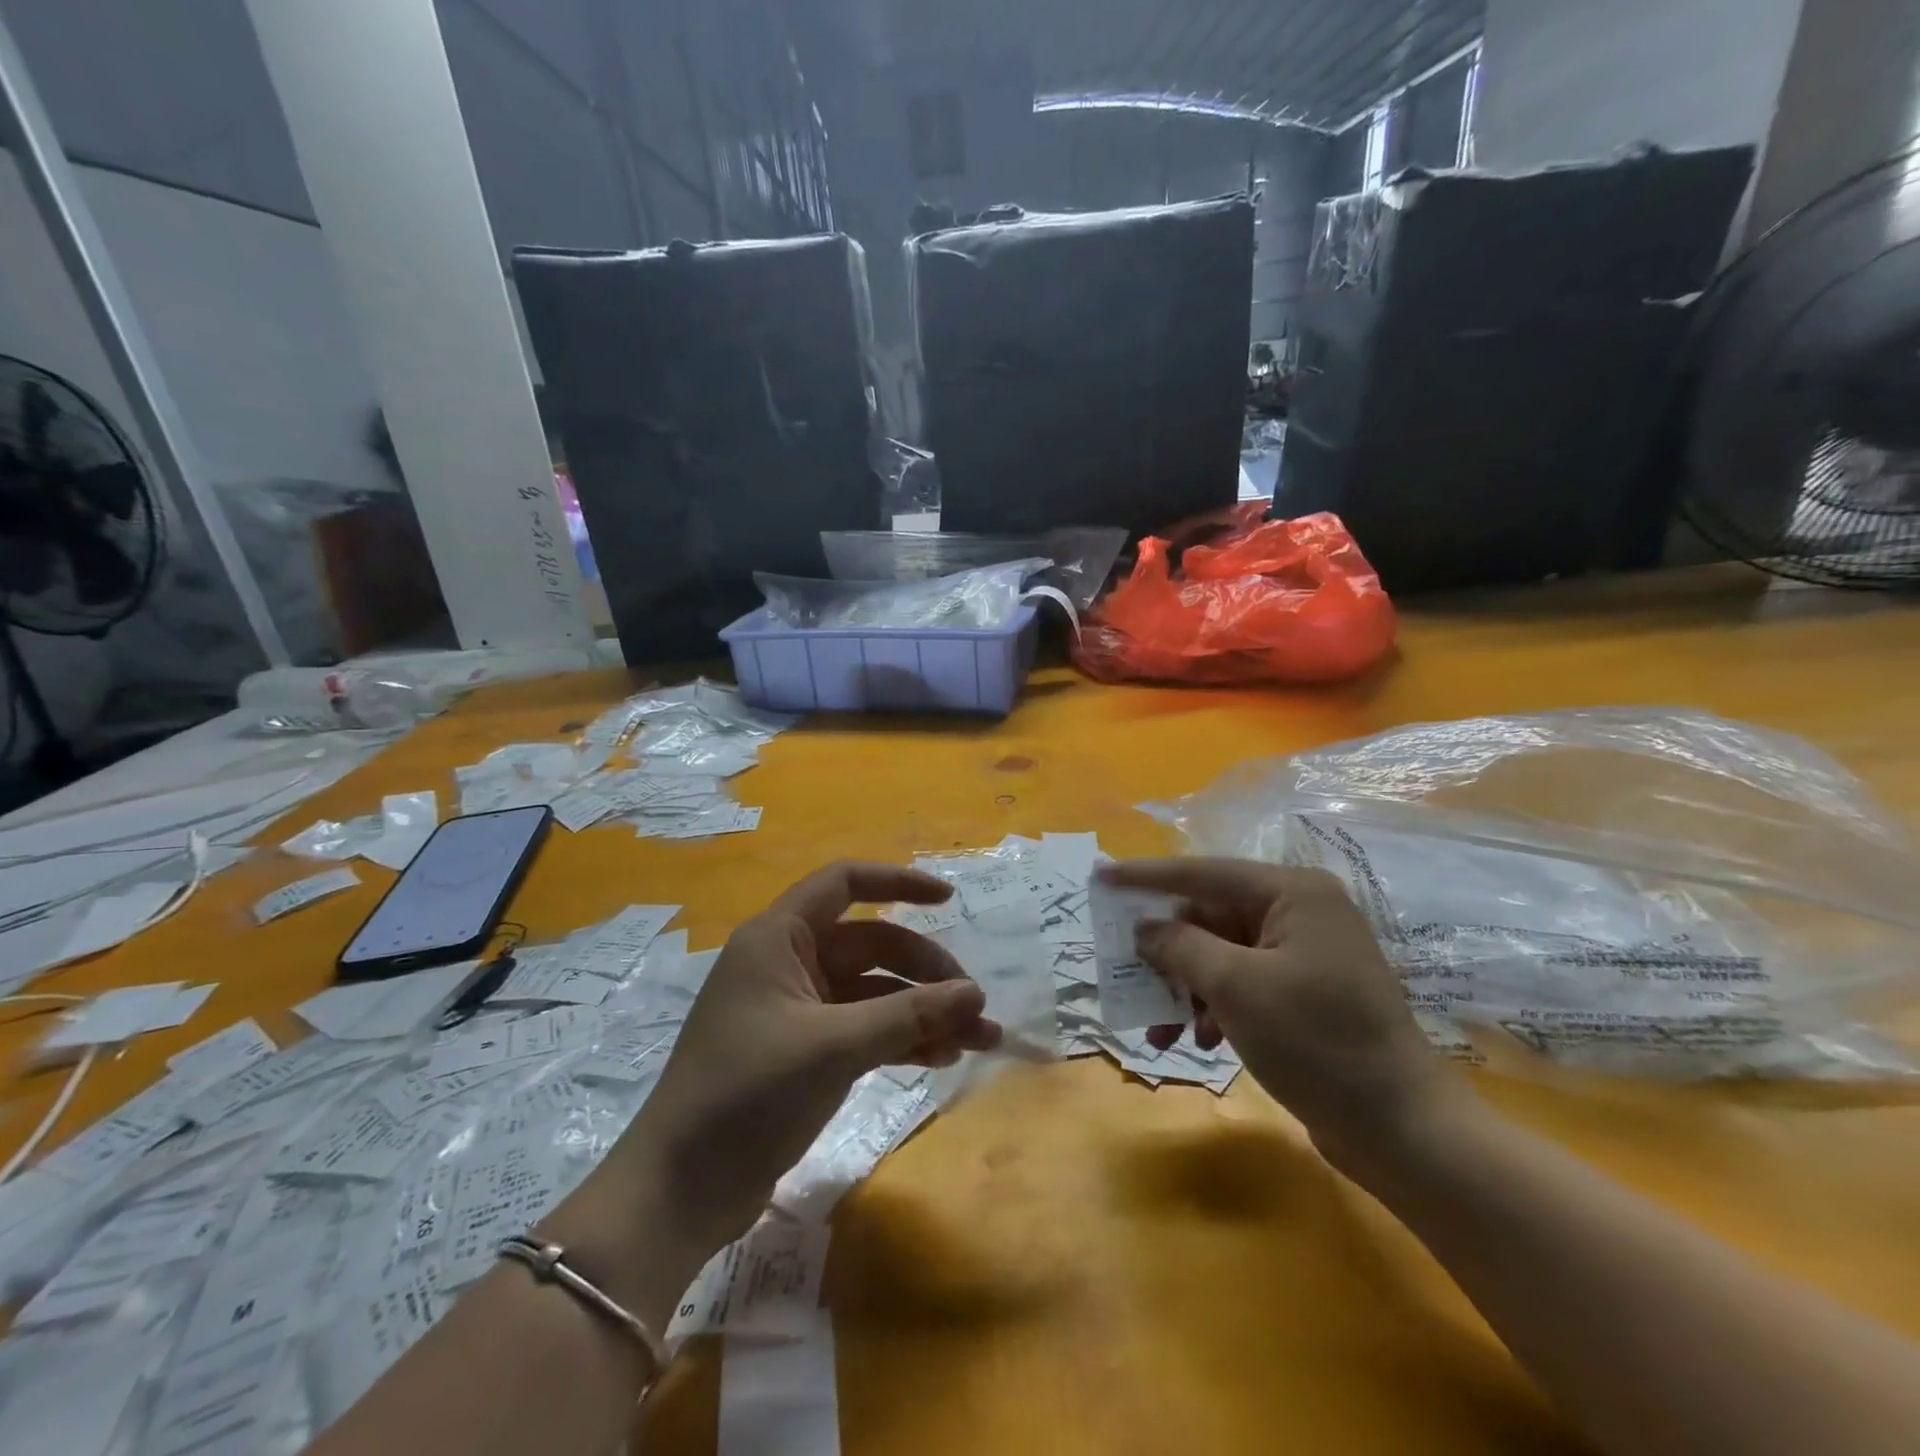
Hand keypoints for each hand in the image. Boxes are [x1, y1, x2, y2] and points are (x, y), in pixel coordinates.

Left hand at [608, 862, 1002, 1255]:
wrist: (678, 1192)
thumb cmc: (747, 1095)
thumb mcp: (834, 1047)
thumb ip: (908, 1015)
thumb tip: (975, 994)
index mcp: (778, 939)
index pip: (843, 884)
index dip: (898, 882)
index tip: (949, 898)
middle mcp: (787, 964)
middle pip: (871, 944)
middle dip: (925, 971)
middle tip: (974, 1005)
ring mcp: (796, 1011)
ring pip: (873, 992)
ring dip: (922, 1012)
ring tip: (977, 1040)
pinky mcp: (802, 1053)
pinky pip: (863, 1030)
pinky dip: (900, 1040)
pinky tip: (940, 1059)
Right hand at [1098, 858, 1460, 1174]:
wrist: (1403, 1130)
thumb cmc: (1317, 1043)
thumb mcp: (1235, 987)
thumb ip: (1180, 947)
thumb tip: (1146, 928)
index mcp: (1292, 893)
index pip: (1202, 873)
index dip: (1146, 876)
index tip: (1100, 876)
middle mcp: (1300, 912)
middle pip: (1209, 917)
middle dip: (1167, 953)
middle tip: (1126, 973)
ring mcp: (1304, 954)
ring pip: (1220, 955)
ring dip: (1185, 988)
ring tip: (1160, 1032)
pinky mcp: (1305, 993)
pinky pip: (1241, 983)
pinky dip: (1213, 1007)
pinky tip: (1199, 1041)